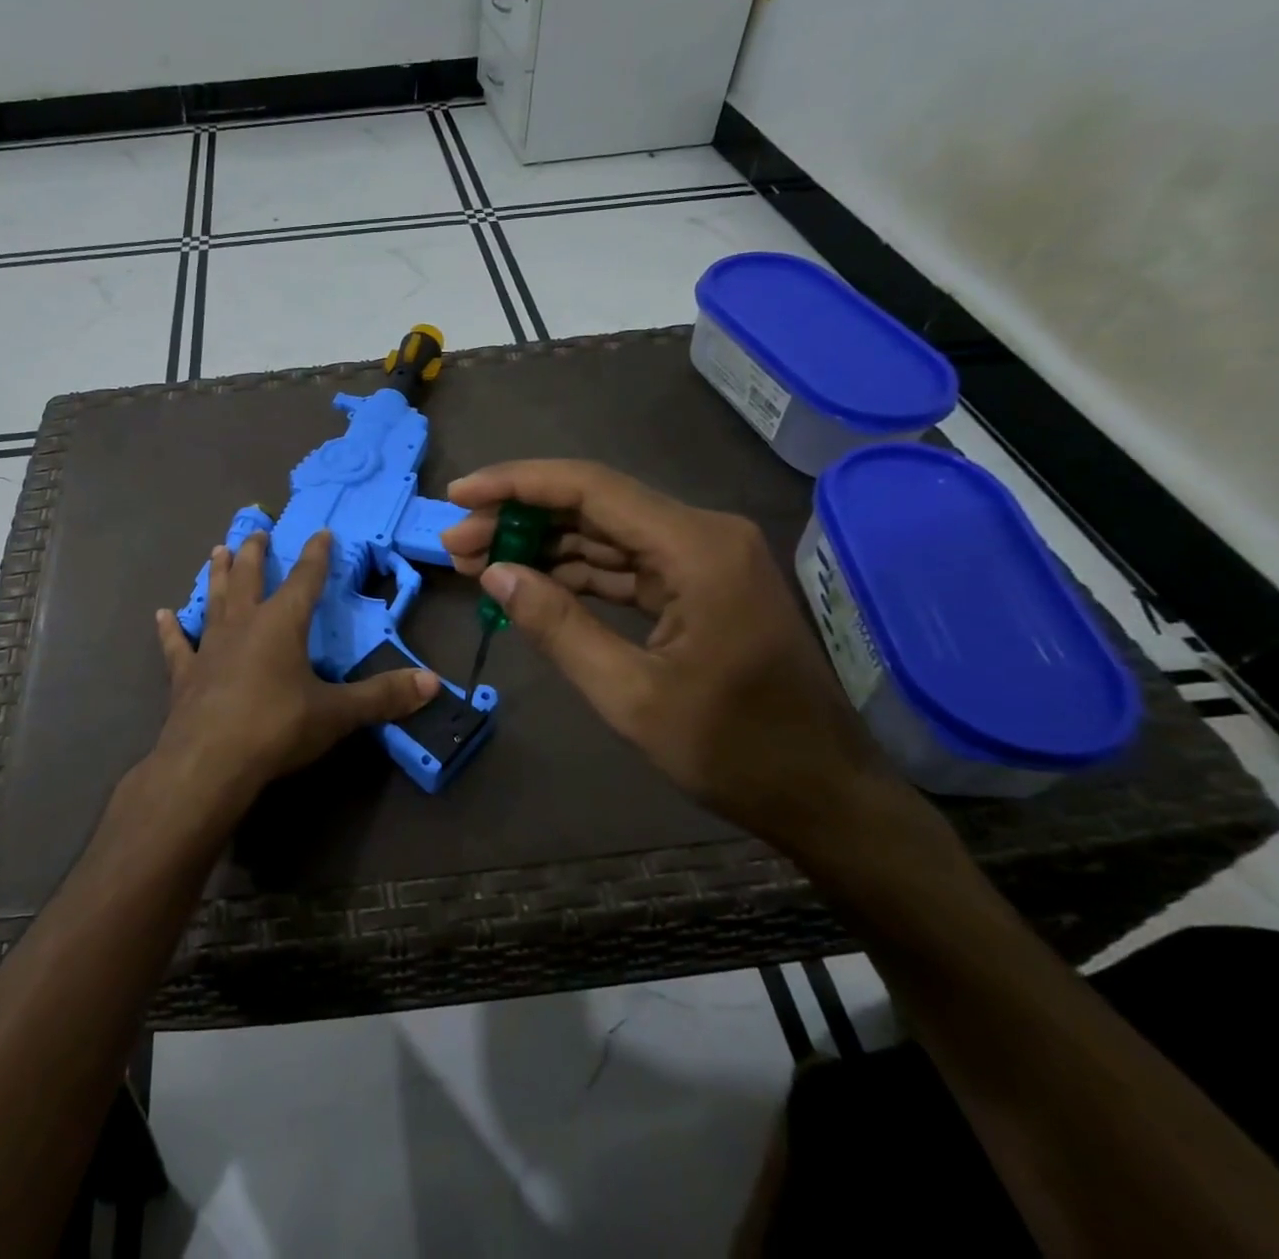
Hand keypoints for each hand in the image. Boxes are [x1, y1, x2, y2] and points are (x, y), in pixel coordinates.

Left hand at [149, 529, 438, 818]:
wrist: (208, 762)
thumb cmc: (276, 728)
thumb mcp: (336, 713)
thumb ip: (383, 696)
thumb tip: (434, 683)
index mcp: (281, 624)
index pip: (305, 580)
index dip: (316, 555)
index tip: (321, 532)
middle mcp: (243, 625)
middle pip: (251, 578)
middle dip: (256, 553)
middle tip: (256, 530)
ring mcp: (209, 648)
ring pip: (214, 600)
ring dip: (218, 575)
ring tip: (218, 550)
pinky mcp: (185, 675)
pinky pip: (176, 645)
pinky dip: (169, 630)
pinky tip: (161, 615)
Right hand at [441, 460, 885, 849]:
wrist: (822, 794)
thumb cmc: (734, 750)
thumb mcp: (630, 695)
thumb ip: (558, 626)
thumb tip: (494, 574)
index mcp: (696, 548)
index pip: (590, 489)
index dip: (516, 484)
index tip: (458, 495)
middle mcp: (702, 534)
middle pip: (593, 504)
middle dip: (519, 518)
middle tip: (456, 543)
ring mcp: (703, 558)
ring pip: (604, 532)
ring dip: (541, 544)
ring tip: (477, 562)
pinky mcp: (698, 584)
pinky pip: (624, 563)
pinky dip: (574, 571)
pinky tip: (529, 582)